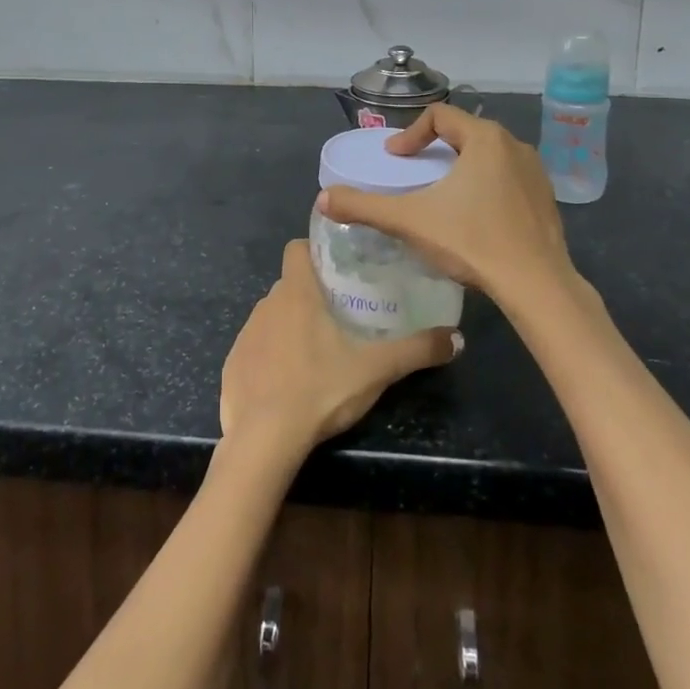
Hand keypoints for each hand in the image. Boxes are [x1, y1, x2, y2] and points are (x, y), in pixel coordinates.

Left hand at [220, 240, 459, 455]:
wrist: (263, 440)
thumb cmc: (320, 389)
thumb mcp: (375, 370)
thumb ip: (416, 350)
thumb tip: (457, 338)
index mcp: (296, 293)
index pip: (296, 248)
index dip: (314, 252)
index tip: (337, 269)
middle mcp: (266, 304)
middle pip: (289, 285)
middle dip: (311, 295)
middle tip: (341, 316)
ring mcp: (245, 334)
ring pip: (272, 316)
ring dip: (290, 326)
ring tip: (317, 352)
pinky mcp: (232, 364)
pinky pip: (254, 348)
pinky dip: (270, 357)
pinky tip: (288, 383)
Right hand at [317, 105, 581, 312]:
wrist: (536, 285)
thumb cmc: (472, 242)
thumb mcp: (410, 221)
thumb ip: (364, 207)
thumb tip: (324, 199)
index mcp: (485, 139)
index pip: (440, 116)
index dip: (410, 134)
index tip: (395, 159)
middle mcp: (514, 145)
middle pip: (465, 133)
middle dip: (435, 149)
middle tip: (414, 173)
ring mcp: (535, 172)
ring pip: (488, 156)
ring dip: (461, 167)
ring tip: (442, 194)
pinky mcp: (546, 199)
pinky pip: (507, 178)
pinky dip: (485, 186)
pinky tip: (474, 217)